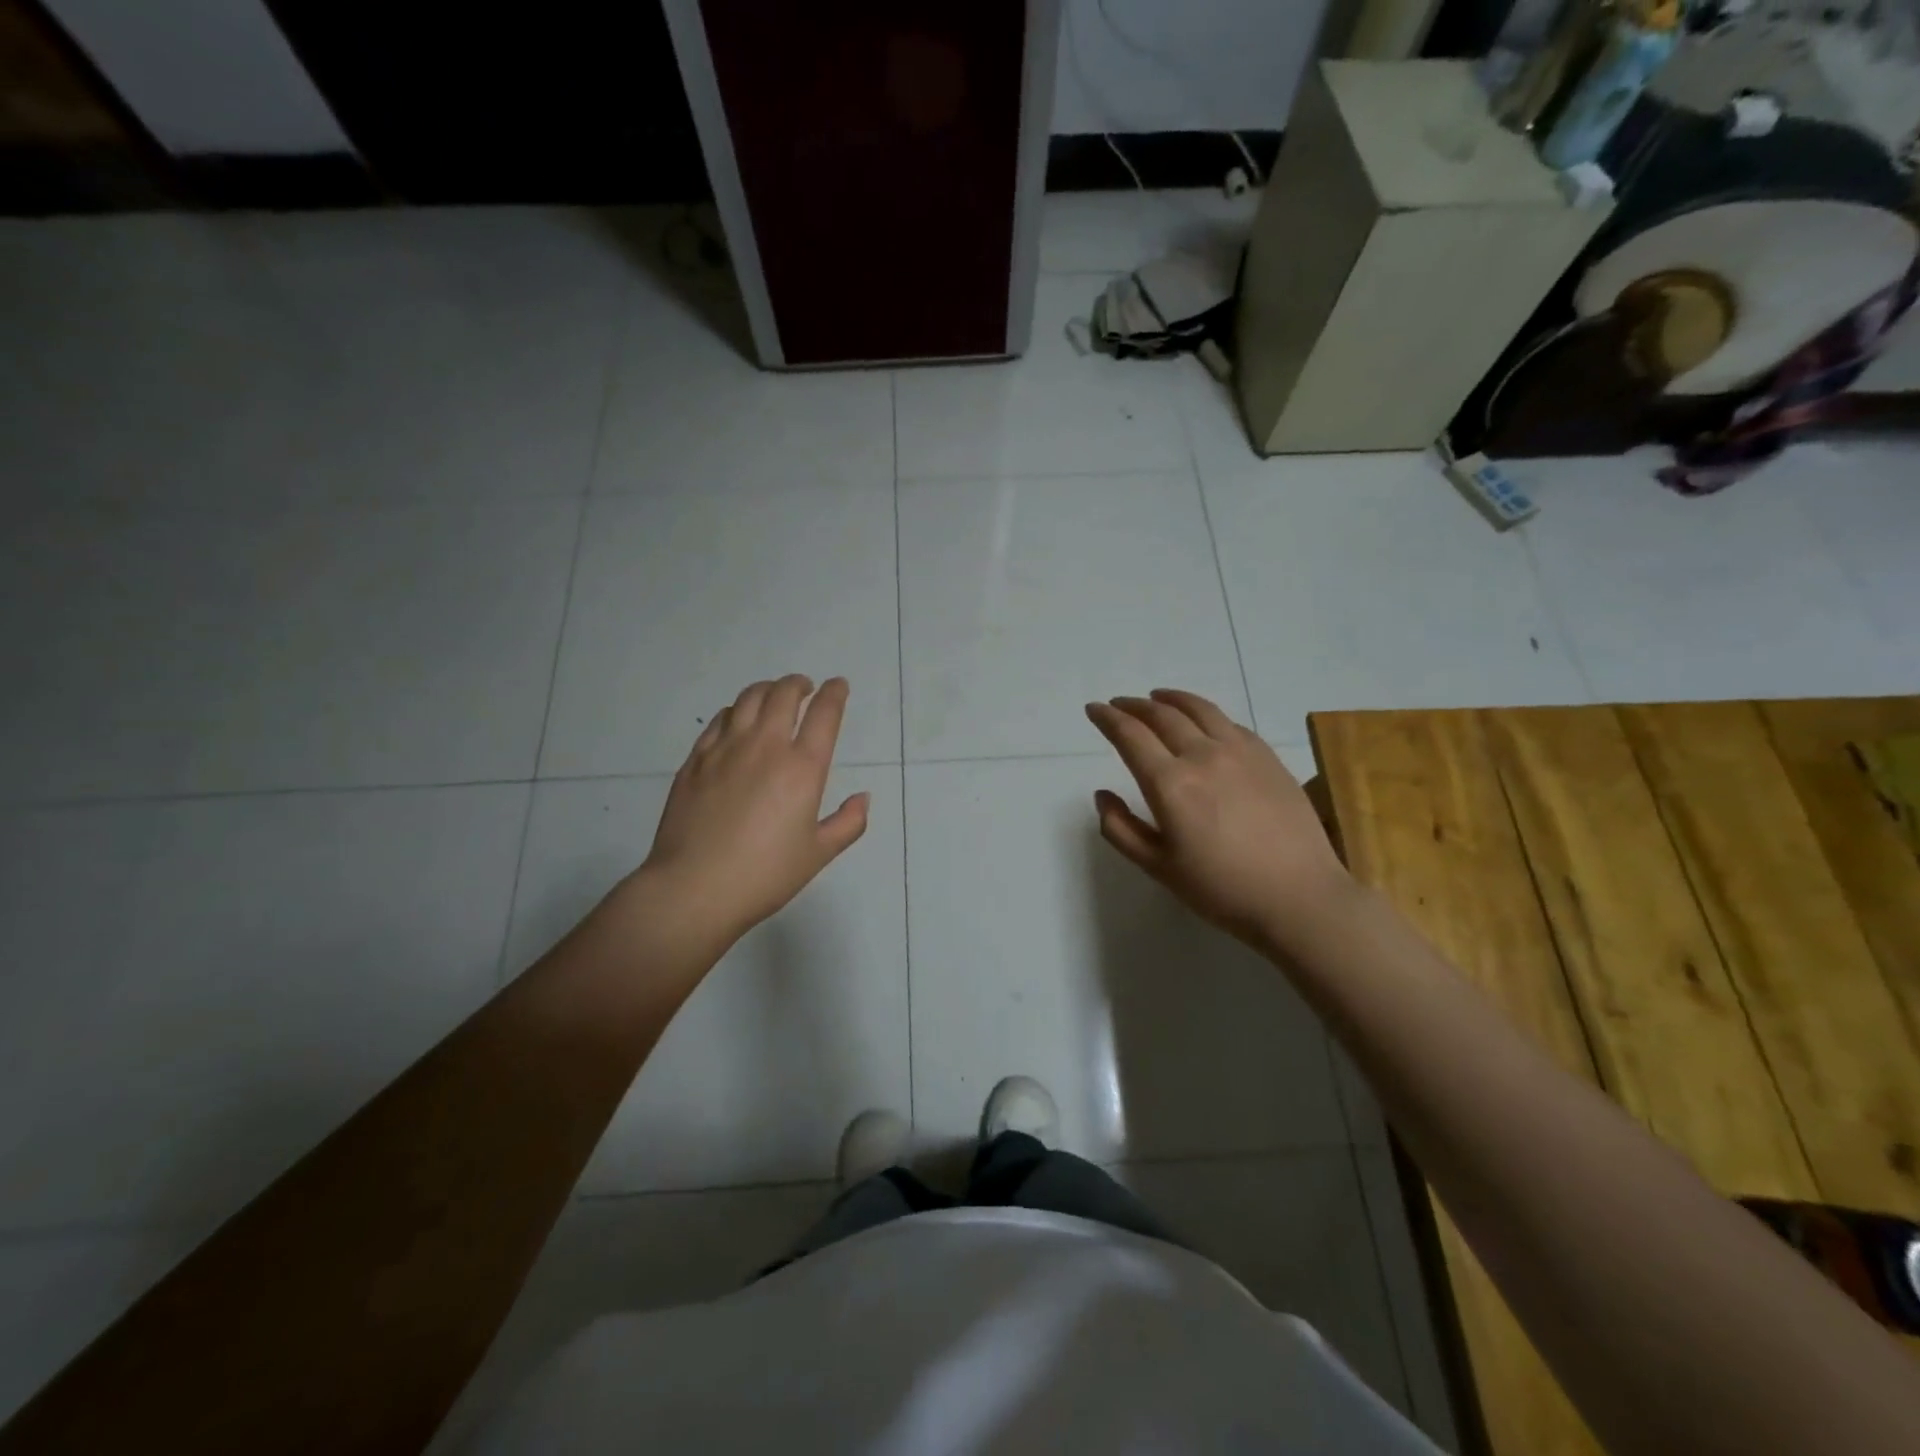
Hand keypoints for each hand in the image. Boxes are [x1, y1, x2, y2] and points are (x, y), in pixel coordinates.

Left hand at [638, 675, 868, 949]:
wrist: (694, 888)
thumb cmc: (764, 875)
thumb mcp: (818, 854)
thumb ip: (848, 823)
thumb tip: (863, 797)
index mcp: (802, 768)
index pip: (824, 714)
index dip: (834, 693)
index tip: (838, 686)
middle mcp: (765, 747)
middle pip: (783, 694)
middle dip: (798, 684)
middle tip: (805, 688)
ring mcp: (725, 750)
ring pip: (748, 699)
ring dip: (766, 690)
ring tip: (772, 696)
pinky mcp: (696, 760)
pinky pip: (719, 720)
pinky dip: (735, 711)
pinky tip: (737, 721)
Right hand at [1085, 689, 1352, 951]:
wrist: (1300, 897)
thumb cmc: (1221, 889)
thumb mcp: (1158, 867)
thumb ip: (1120, 829)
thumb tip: (1102, 794)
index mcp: (1170, 783)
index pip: (1130, 735)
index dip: (1107, 718)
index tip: (1094, 709)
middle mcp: (1202, 755)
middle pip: (1161, 715)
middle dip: (1133, 706)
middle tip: (1119, 704)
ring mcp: (1240, 751)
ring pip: (1199, 709)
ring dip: (1170, 699)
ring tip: (1157, 697)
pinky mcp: (1268, 756)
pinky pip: (1229, 722)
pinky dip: (1205, 713)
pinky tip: (1203, 721)